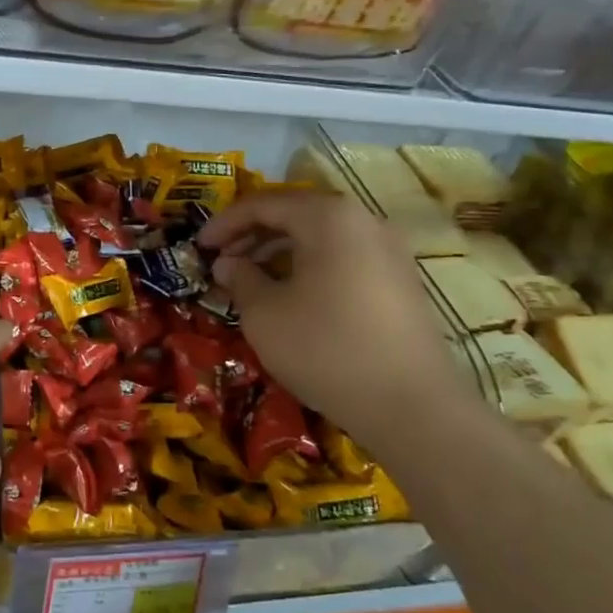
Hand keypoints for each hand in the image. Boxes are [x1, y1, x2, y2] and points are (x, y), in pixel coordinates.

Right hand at [198, 192, 464, 445]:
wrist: (413, 408)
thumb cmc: (327, 349)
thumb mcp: (265, 314)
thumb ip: (240, 278)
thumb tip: (228, 263)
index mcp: (329, 217)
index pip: (264, 204)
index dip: (224, 223)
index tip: (198, 247)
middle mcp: (364, 221)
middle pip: (296, 214)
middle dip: (252, 235)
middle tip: (222, 262)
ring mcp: (390, 251)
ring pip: (321, 237)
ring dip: (280, 252)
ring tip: (251, 280)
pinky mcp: (401, 282)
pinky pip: (344, 258)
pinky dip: (310, 267)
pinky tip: (292, 296)